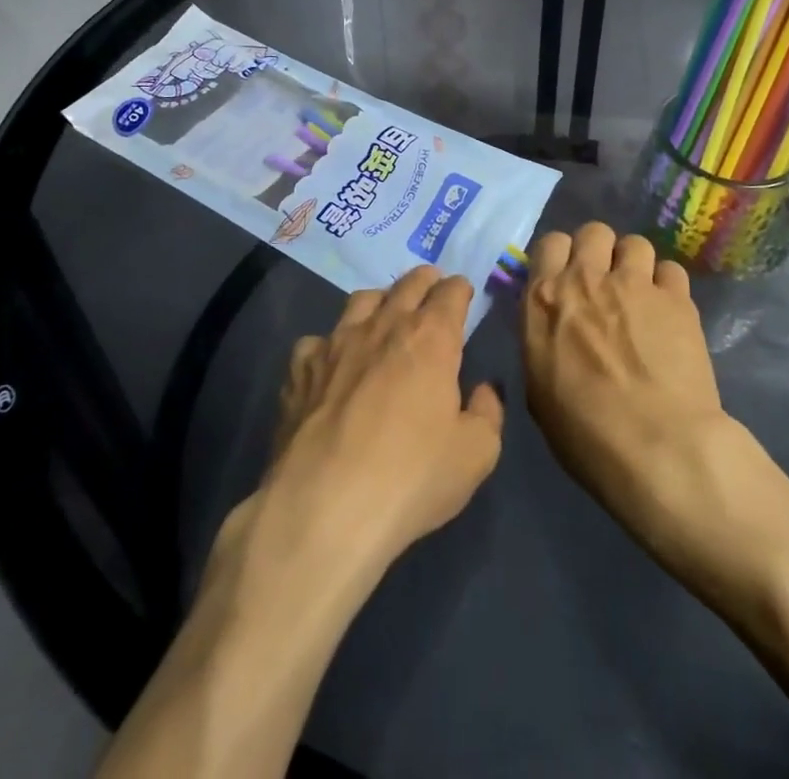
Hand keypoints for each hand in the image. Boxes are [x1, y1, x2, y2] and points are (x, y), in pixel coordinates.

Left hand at [255, 266, 503, 580]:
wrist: (324, 507)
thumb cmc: (411, 477)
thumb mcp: (476, 454)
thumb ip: (487, 413)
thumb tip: (483, 390)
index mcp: (430, 337)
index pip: (450, 292)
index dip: (460, 290)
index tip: (463, 295)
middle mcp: (384, 325)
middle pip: (408, 283)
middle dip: (425, 281)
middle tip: (431, 291)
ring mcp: (336, 342)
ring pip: (362, 300)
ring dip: (380, 302)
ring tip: (384, 318)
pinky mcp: (300, 368)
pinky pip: (318, 341)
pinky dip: (330, 346)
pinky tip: (332, 367)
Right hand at [522, 222, 728, 522]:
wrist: (658, 448)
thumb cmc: (585, 433)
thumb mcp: (539, 388)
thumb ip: (543, 341)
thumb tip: (554, 329)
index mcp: (545, 299)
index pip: (550, 243)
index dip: (561, 258)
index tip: (567, 279)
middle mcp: (587, 278)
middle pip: (593, 232)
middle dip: (599, 251)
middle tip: (605, 283)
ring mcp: (635, 283)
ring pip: (635, 243)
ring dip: (635, 264)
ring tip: (641, 295)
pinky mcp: (677, 297)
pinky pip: (671, 270)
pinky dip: (668, 286)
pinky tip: (669, 312)